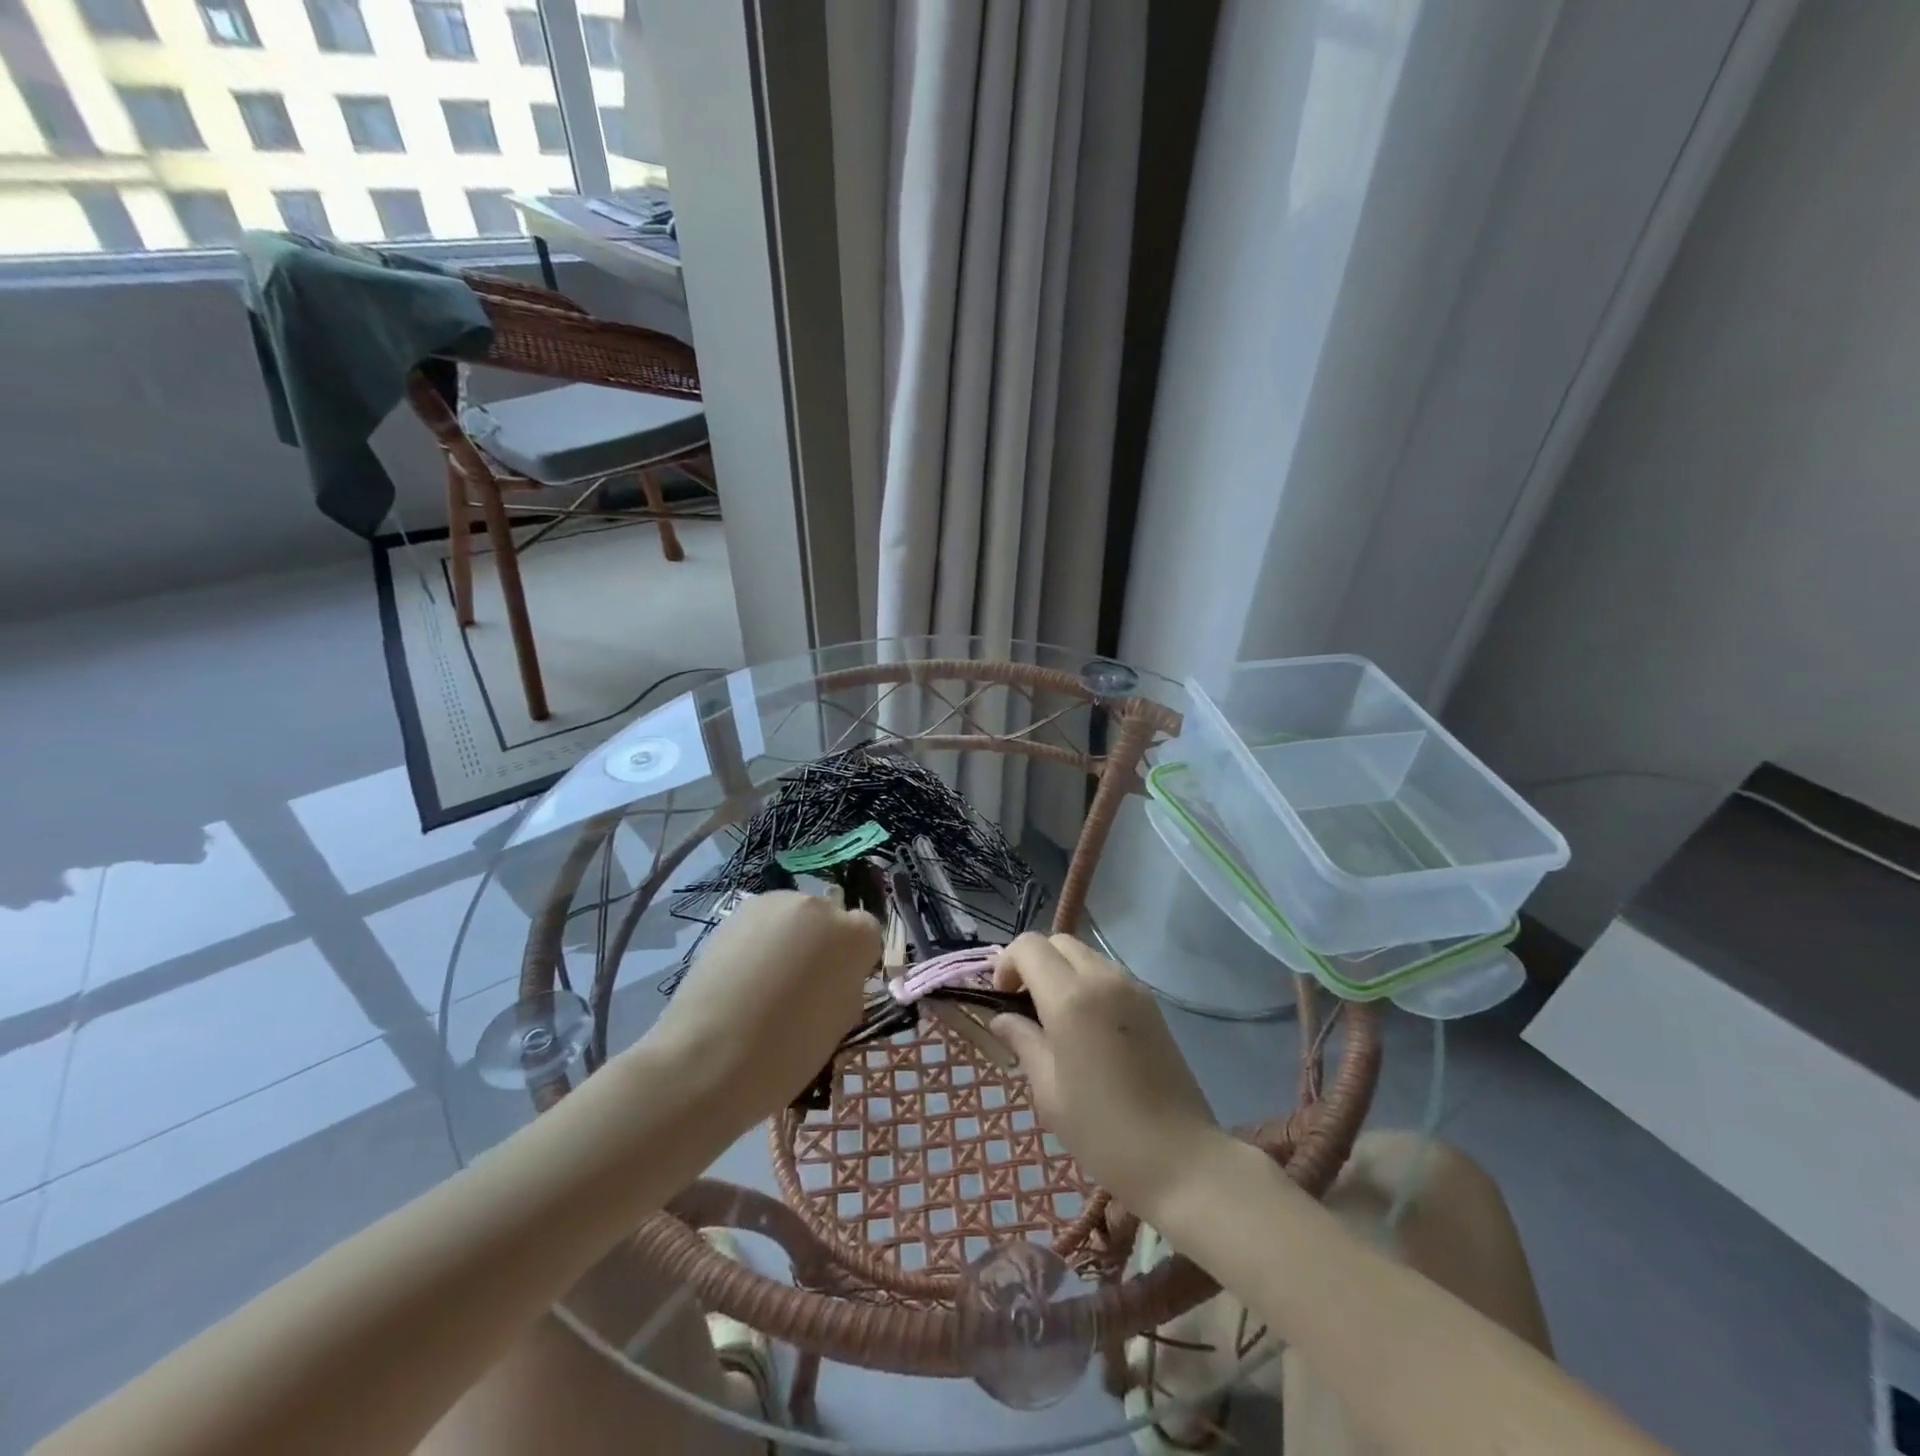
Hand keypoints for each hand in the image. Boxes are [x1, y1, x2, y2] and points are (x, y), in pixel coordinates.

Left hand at [641, 890, 879, 1128]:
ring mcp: (774, 904)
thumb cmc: (787, 1052)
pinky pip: (762, 923)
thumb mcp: (839, 1024)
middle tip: (800, 988)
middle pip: (829, 920)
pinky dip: (759, 943)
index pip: (867, 934)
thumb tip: (835, 976)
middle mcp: (818, 906)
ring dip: (789, 941)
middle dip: (822, 946)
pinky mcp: (736, 912)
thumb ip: (847, 986)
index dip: (854, 963)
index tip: (837, 990)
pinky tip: (741, 978)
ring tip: (765, 983)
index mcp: (854, 935)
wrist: (708, 1059)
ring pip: (794, 918)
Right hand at [990, 933, 1231, 1218]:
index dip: (1007, 964)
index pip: (1028, 946)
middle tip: (1025, 1007)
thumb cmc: (1104, 1132)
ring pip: (1084, 954)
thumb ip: (1023, 1042)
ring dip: (1061, 972)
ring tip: (1056, 1019)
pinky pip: (1107, 974)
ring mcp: (1132, 988)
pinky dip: (1086, 983)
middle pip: (1058, 942)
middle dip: (1034, 964)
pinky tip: (1087, 1028)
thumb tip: (1003, 1019)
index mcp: (1070, 998)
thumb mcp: (1049, 1092)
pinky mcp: (1151, 1003)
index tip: (1003, 1000)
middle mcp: (1102, 979)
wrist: (1181, 1158)